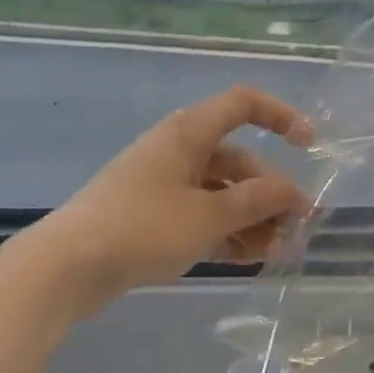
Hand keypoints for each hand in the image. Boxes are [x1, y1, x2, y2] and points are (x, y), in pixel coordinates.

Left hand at [30, 87, 313, 303]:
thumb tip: (294, 193)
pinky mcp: (152, 217)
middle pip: (238, 161)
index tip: (309, 145)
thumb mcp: (208, 216)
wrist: (64, 268)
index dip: (280, 116)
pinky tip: (249, 260)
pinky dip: (226, 233)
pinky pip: (201, 215)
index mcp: (190, 133)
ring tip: (277, 254)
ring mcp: (164, 185)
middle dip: (271, 193)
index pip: (243, 104)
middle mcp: (180, 151)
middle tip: (297, 227)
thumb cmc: (142, 227)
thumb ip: (257, 201)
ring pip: (222, 194)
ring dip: (252, 219)